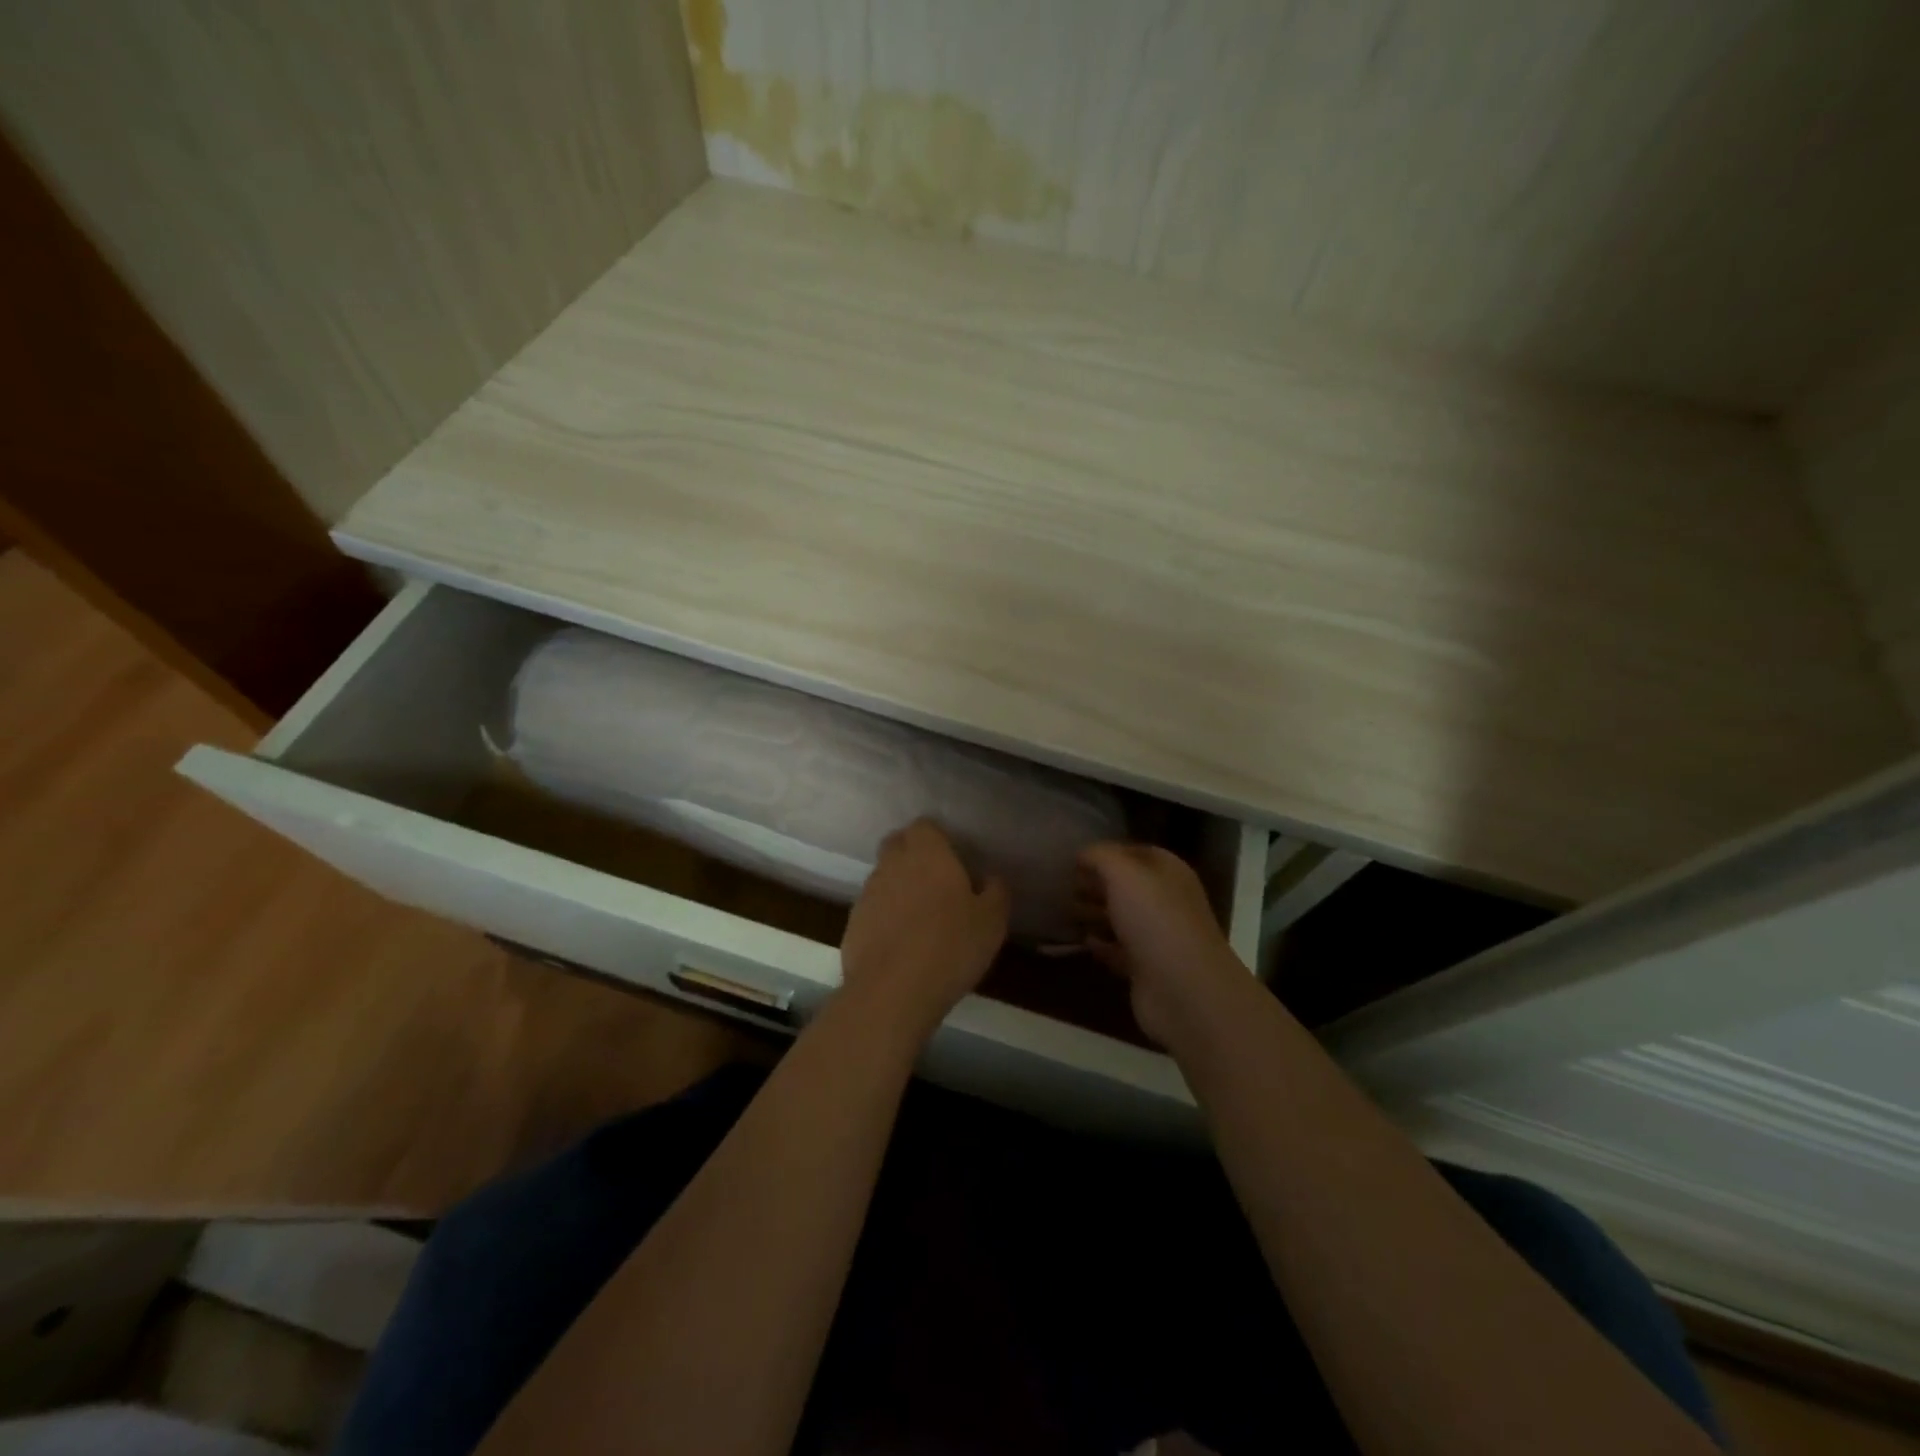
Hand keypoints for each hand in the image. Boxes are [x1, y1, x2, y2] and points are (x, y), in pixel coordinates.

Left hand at [840, 819, 1010, 1039]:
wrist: (892, 991)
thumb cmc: (950, 946)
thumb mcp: (992, 920)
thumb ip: (995, 891)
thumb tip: (991, 877)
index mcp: (927, 853)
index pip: (924, 826)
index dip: (938, 839)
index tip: (953, 859)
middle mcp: (892, 864)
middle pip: (897, 844)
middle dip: (913, 855)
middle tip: (937, 883)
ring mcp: (868, 893)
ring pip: (883, 877)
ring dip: (899, 887)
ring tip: (920, 918)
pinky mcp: (852, 923)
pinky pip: (872, 908)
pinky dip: (884, 917)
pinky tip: (901, 944)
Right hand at [1075, 842, 1246, 1044]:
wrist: (1183, 989)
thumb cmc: (1154, 919)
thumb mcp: (1123, 874)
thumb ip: (1101, 857)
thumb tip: (1083, 854)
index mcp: (1168, 872)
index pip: (1136, 852)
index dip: (1106, 853)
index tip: (1074, 859)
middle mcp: (1166, 901)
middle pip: (1128, 886)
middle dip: (1097, 883)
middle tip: (1064, 884)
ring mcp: (1158, 936)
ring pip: (1122, 918)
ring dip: (1095, 913)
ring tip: (1064, 910)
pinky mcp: (1147, 969)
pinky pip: (1119, 950)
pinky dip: (1101, 945)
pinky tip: (1082, 941)